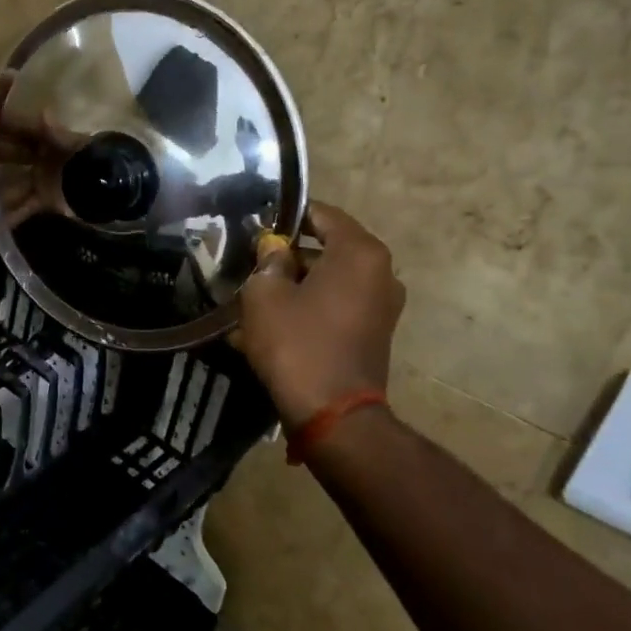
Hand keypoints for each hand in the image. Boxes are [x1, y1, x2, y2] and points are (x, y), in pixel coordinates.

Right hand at [235, 202, 406, 427]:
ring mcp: (380, 306)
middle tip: (249, 266)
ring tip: (252, 301)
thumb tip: (274, 249)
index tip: (255, 227)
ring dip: (293, 287)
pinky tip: (269, 328)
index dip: (285, 217)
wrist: (333, 416)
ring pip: (327, 282)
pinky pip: (333, 309)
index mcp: (359, 252)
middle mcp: (380, 273)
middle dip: (286, 257)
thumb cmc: (297, 344)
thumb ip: (268, 261)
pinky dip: (306, 311)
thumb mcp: (266, 294)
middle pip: (325, 249)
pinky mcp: (372, 335)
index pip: (321, 214)